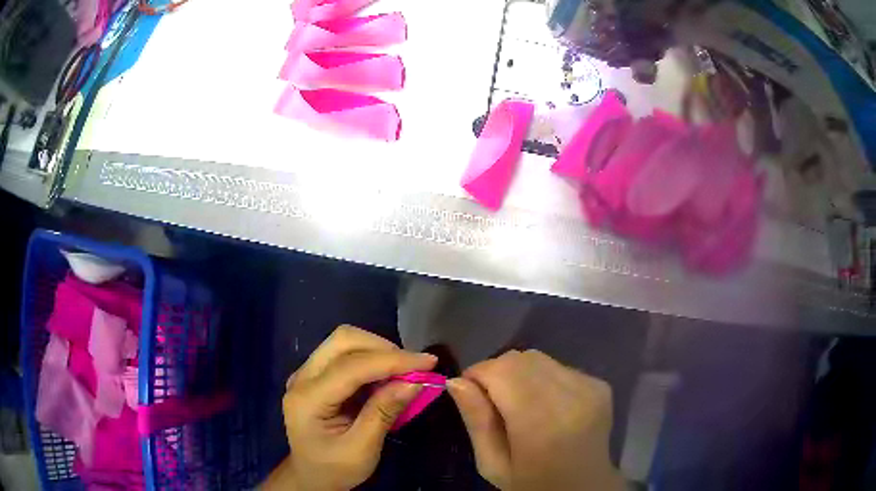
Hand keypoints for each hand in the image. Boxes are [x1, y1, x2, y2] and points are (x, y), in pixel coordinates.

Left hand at [263, 325, 437, 490]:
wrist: (310, 477)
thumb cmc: (334, 469)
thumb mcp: (362, 449)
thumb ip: (384, 412)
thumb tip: (415, 381)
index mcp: (308, 399)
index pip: (352, 366)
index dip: (393, 360)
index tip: (429, 362)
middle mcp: (302, 377)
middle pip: (343, 340)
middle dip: (383, 348)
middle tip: (414, 368)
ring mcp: (306, 374)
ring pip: (344, 342)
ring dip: (378, 351)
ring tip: (404, 373)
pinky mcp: (315, 376)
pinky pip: (345, 354)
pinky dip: (371, 359)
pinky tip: (387, 377)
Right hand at [448, 350, 623, 490]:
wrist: (585, 487)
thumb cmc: (533, 484)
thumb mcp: (493, 465)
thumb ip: (476, 422)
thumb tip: (457, 381)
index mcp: (541, 423)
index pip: (500, 370)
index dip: (477, 375)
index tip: (469, 395)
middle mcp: (571, 396)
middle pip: (519, 359)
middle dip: (496, 372)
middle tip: (492, 402)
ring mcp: (590, 387)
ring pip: (538, 358)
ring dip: (519, 373)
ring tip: (519, 404)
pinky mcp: (599, 384)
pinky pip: (557, 366)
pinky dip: (541, 378)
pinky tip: (545, 405)